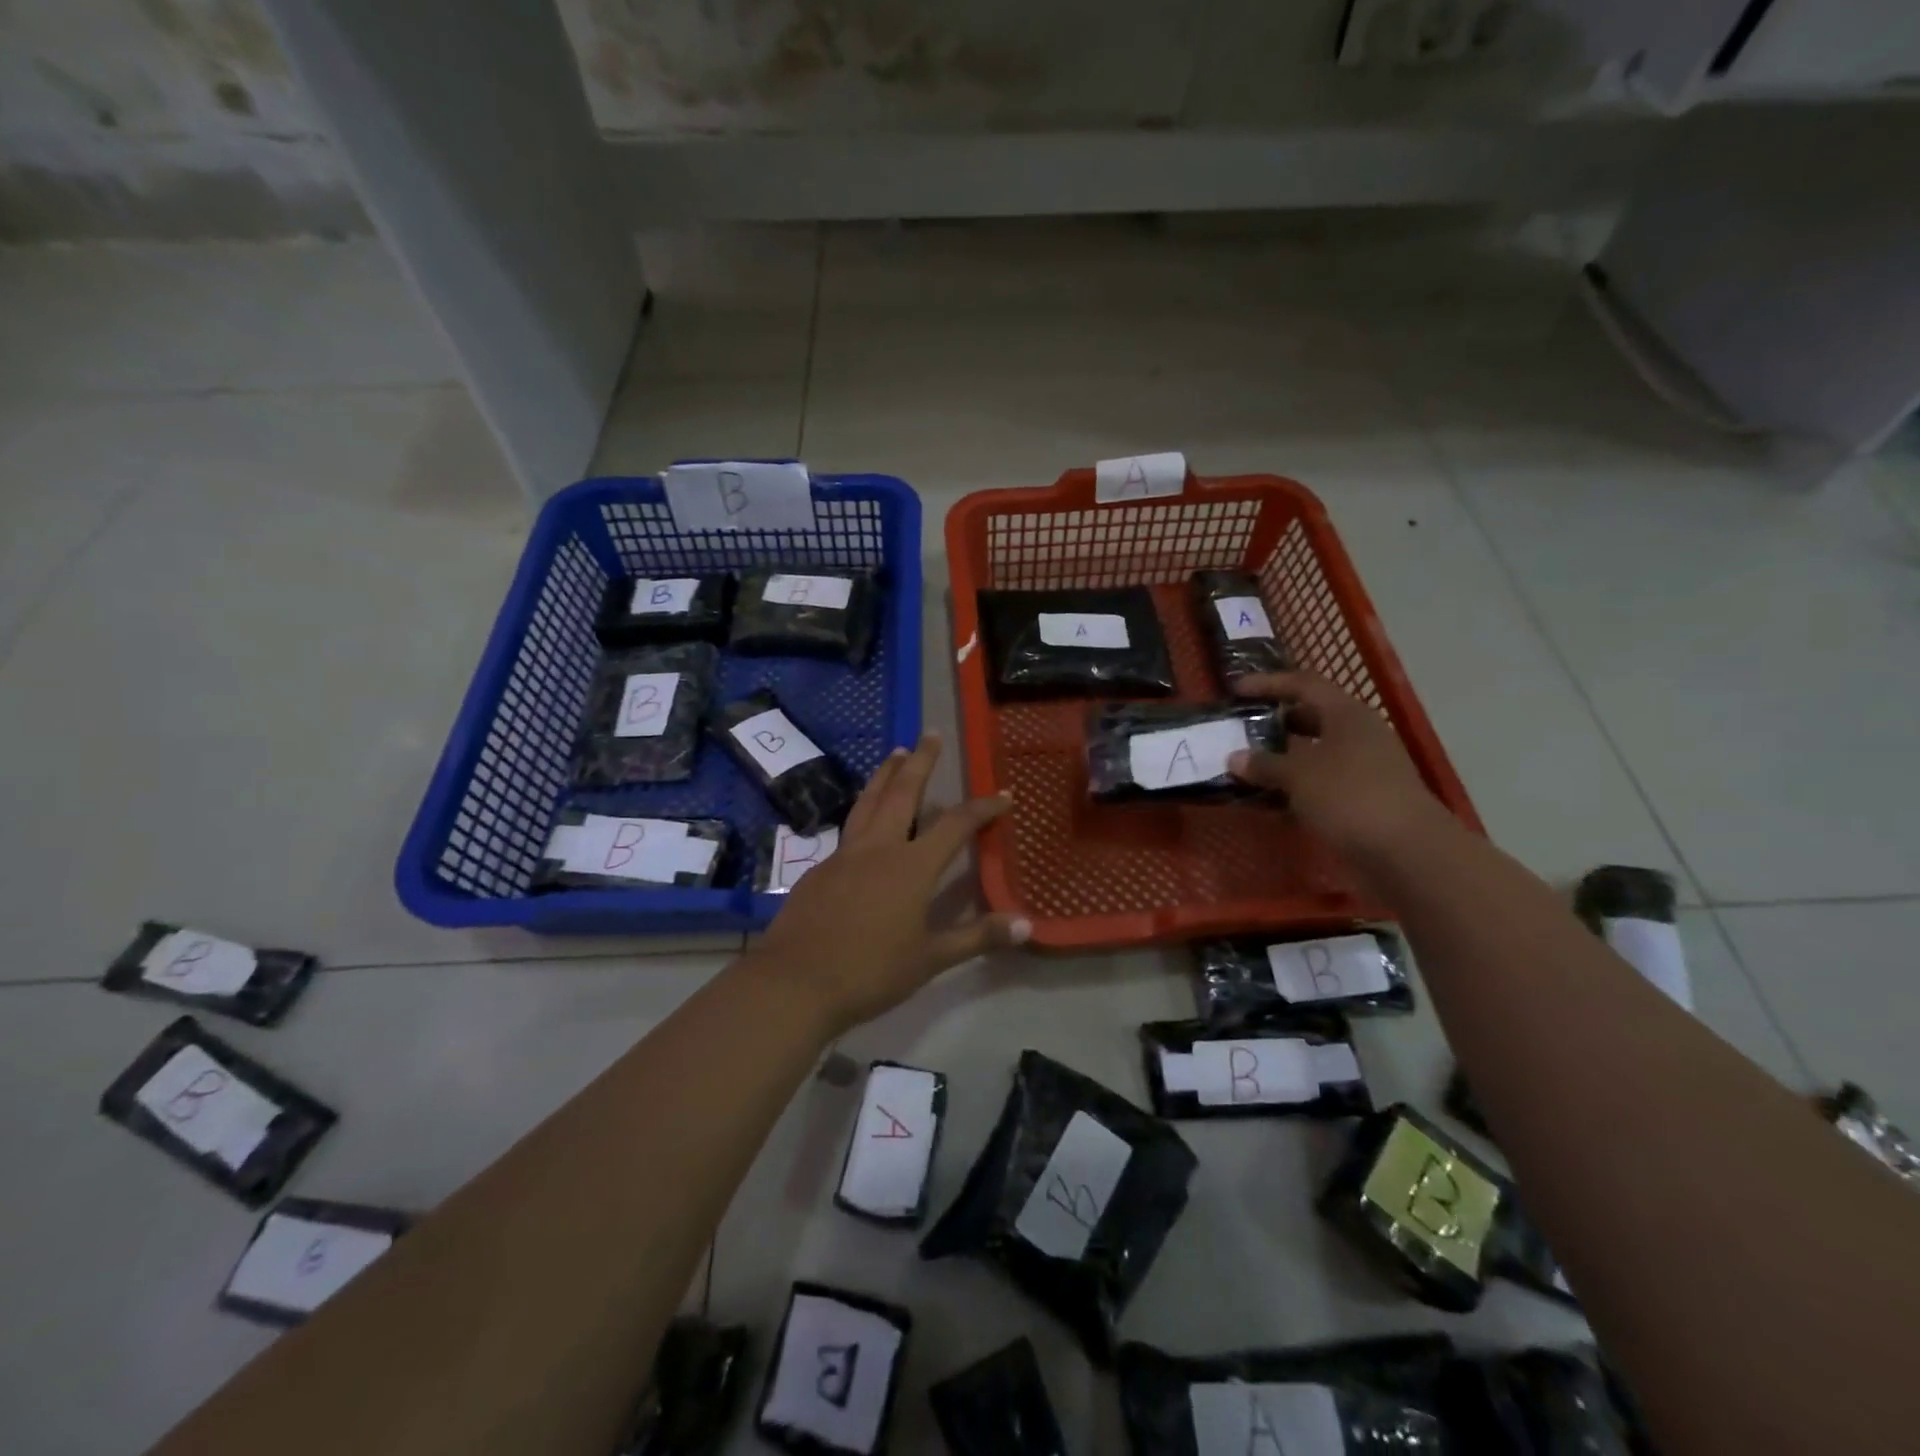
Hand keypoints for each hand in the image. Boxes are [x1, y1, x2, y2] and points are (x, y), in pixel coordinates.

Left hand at [755, 733, 1029, 1035]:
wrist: (795, 982)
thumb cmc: (871, 972)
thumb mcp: (931, 959)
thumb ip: (978, 937)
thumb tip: (1028, 925)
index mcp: (911, 866)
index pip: (955, 825)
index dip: (983, 808)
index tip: (1003, 795)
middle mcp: (879, 848)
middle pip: (902, 793)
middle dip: (921, 761)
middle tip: (930, 734)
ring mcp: (845, 855)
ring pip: (868, 801)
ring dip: (885, 774)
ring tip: (896, 754)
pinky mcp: (820, 869)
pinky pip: (850, 828)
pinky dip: (864, 810)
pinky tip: (866, 820)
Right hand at [1227, 670, 1447, 857]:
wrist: (1408, 853)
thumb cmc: (1350, 797)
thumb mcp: (1298, 775)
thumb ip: (1264, 764)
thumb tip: (1235, 758)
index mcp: (1347, 715)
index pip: (1304, 684)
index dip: (1269, 683)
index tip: (1236, 690)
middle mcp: (1358, 735)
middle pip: (1311, 718)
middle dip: (1275, 723)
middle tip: (1241, 731)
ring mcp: (1365, 769)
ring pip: (1315, 754)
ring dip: (1283, 760)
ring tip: (1247, 769)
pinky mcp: (1365, 800)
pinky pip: (1321, 784)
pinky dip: (1296, 789)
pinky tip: (1271, 803)